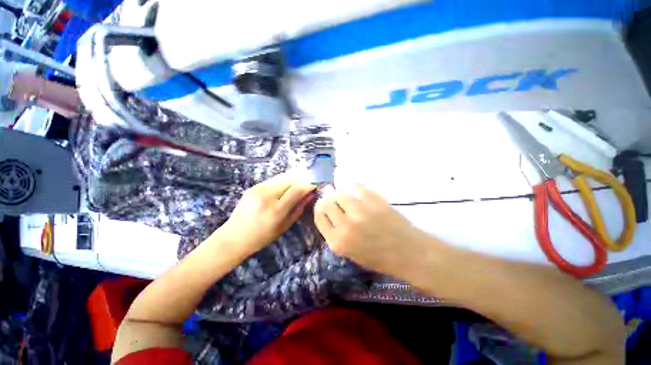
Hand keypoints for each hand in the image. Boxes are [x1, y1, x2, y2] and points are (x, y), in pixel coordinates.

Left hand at [216, 171, 315, 255]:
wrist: (233, 237)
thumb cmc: (262, 237)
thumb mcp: (284, 226)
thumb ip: (299, 208)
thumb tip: (310, 195)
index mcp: (276, 210)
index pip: (297, 190)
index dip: (308, 185)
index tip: (315, 186)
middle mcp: (266, 196)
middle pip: (290, 179)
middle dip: (302, 179)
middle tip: (308, 184)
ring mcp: (258, 189)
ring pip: (282, 176)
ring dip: (293, 179)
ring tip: (298, 184)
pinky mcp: (253, 186)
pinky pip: (274, 180)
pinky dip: (283, 181)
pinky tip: (285, 187)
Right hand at [313, 185, 429, 278]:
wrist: (408, 252)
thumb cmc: (380, 258)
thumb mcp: (352, 253)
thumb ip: (337, 235)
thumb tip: (330, 214)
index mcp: (338, 242)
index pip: (320, 218)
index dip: (319, 208)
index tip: (321, 203)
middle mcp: (345, 225)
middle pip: (327, 203)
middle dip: (327, 198)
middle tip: (331, 195)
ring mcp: (360, 211)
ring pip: (340, 193)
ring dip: (339, 192)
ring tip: (343, 192)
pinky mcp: (373, 200)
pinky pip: (357, 186)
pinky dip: (353, 185)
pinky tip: (354, 187)